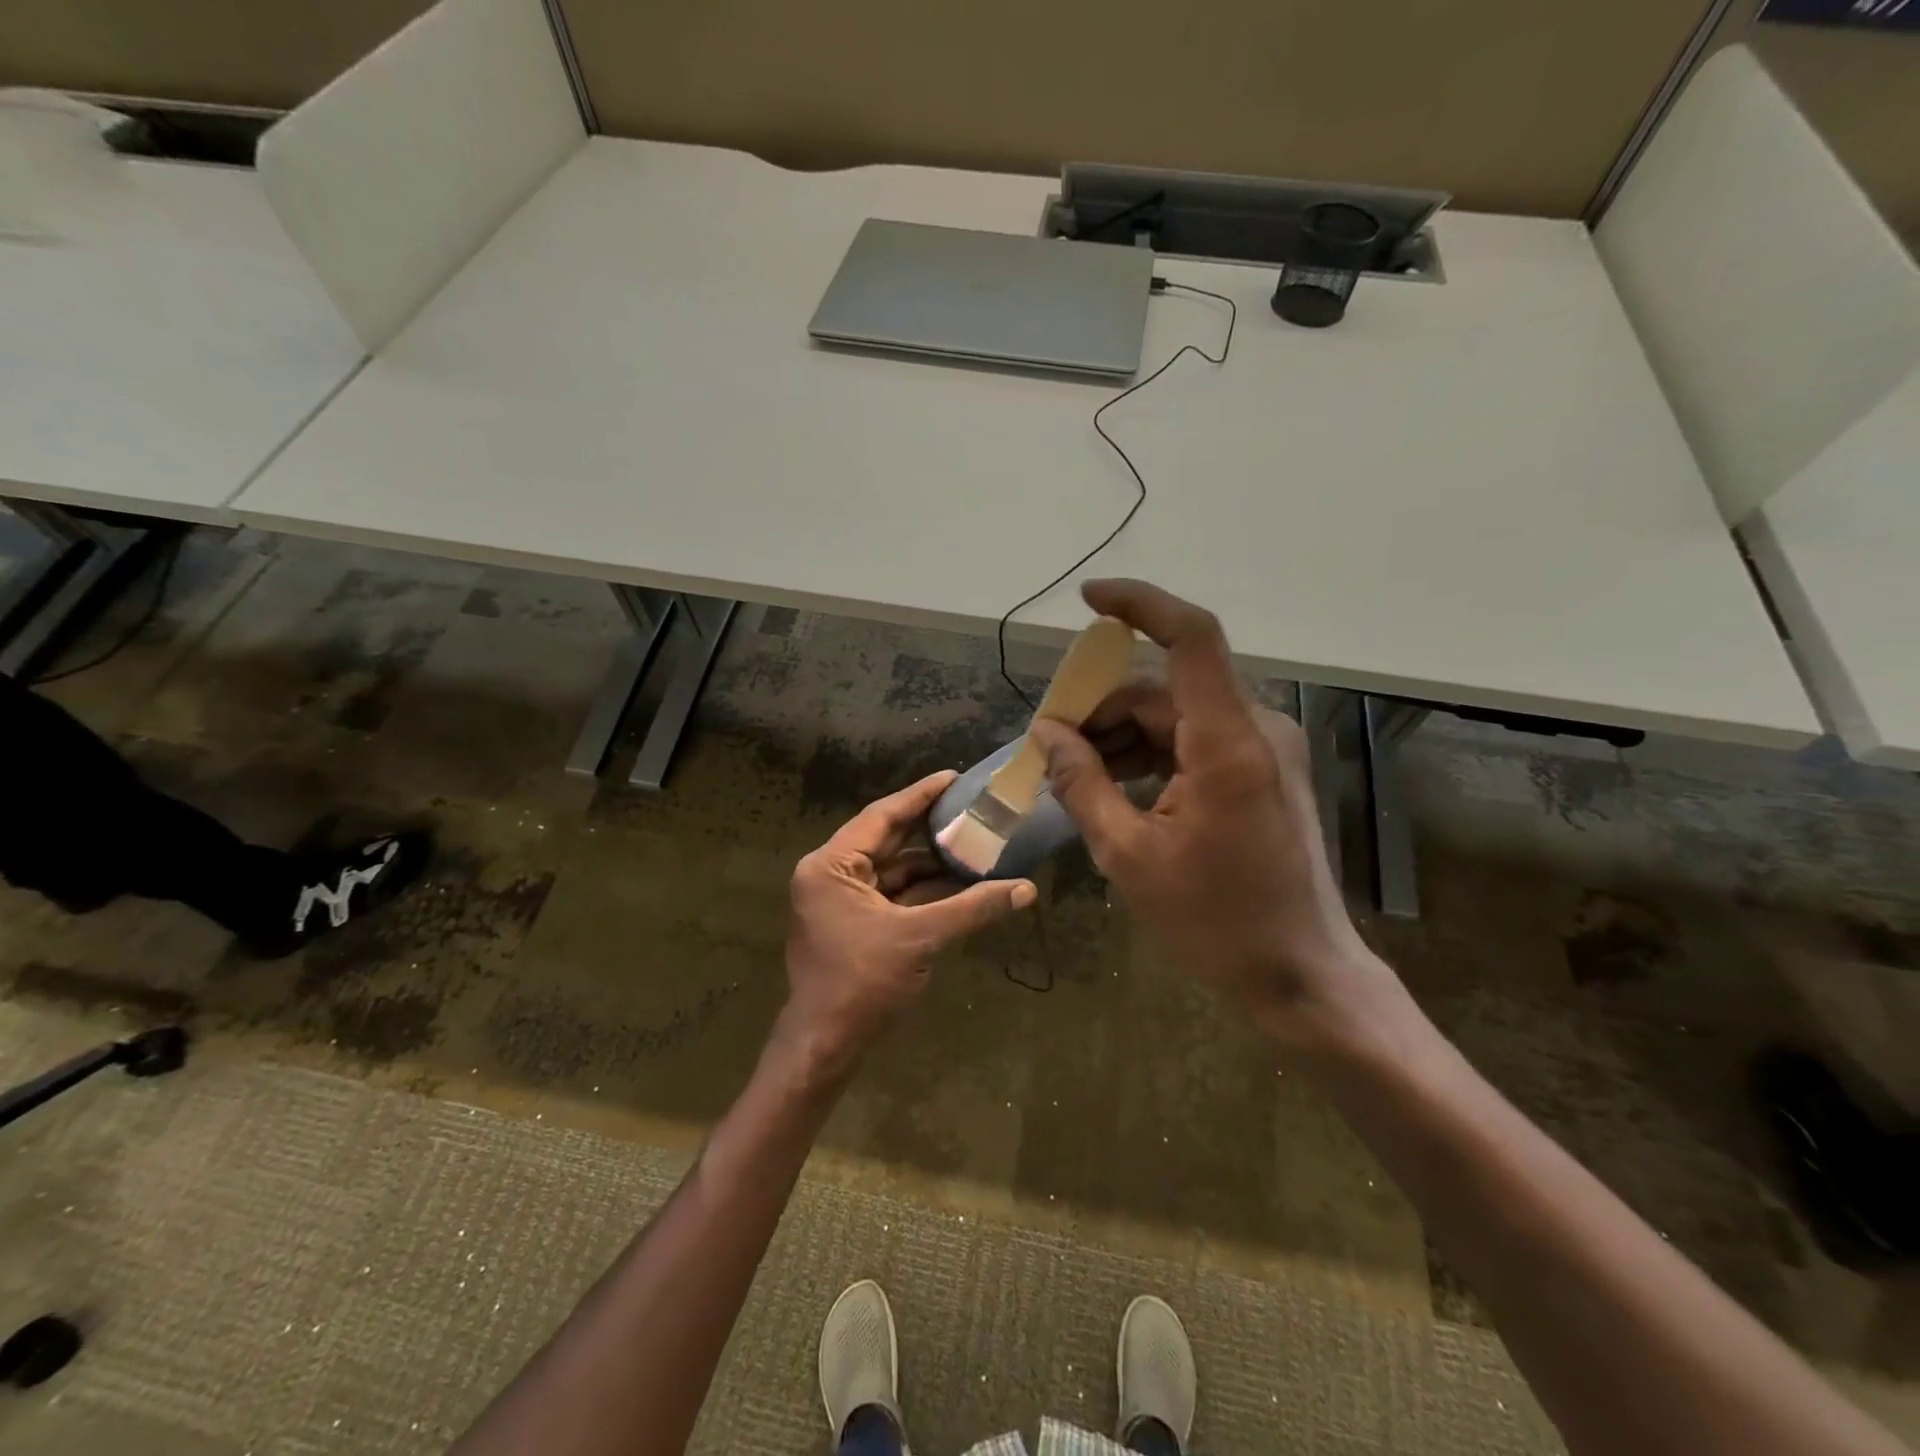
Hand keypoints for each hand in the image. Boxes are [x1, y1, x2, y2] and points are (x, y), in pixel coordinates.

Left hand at [779, 770, 1036, 1075]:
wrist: (825, 1046)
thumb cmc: (862, 982)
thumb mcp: (920, 938)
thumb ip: (972, 908)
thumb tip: (1027, 889)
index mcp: (831, 866)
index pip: (881, 816)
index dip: (920, 796)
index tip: (953, 778)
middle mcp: (831, 875)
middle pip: (887, 840)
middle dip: (929, 828)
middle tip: (970, 806)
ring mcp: (841, 900)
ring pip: (893, 870)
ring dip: (931, 863)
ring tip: (975, 844)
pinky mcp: (853, 923)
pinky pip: (893, 895)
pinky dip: (923, 890)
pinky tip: (960, 883)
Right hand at [1029, 580, 1392, 1046]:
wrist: (1302, 975)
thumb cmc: (1215, 922)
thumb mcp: (1128, 856)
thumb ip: (1082, 784)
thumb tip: (1046, 734)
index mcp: (1228, 743)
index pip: (1190, 638)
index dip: (1140, 605)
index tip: (1087, 600)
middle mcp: (1256, 729)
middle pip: (1165, 689)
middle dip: (1101, 708)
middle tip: (1049, 746)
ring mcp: (1265, 750)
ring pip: (1177, 716)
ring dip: (1121, 736)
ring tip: (1073, 774)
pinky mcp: (1263, 771)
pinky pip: (1195, 741)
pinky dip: (1151, 754)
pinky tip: (1115, 787)